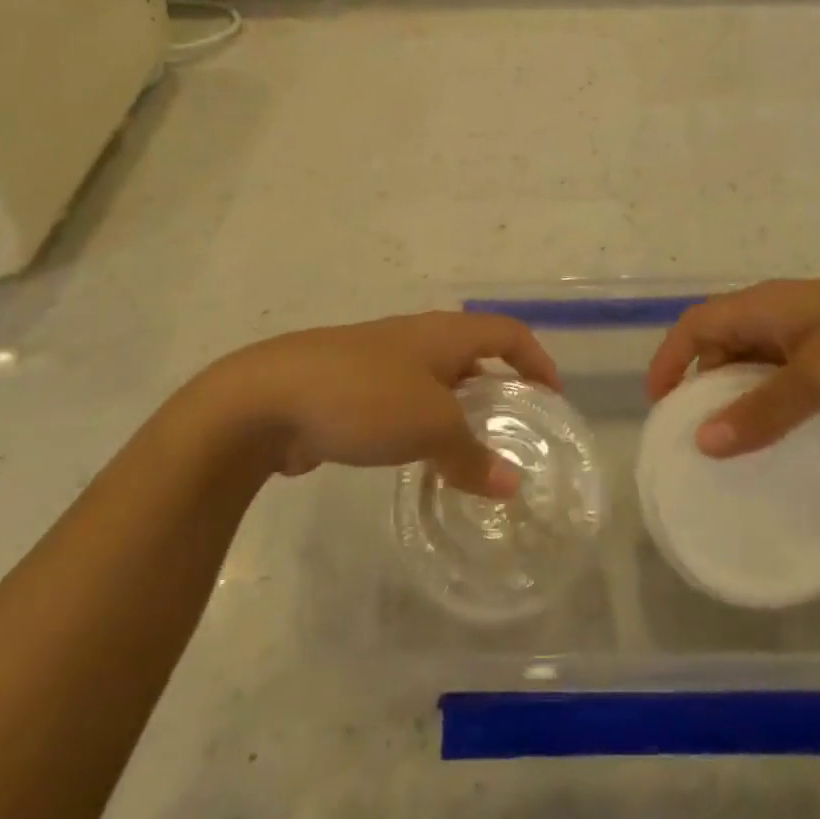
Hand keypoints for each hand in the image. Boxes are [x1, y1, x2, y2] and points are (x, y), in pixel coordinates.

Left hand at [192, 312, 560, 498]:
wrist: (267, 399)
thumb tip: (511, 485)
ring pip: (434, 381)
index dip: (536, 360)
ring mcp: (378, 361)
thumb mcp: (430, 427)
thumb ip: (473, 455)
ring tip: (471, 452)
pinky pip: (402, 403)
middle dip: (497, 387)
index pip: (507, 332)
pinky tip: (419, 460)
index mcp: (442, 333)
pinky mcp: (349, 389)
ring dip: (458, 411)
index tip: (552, 398)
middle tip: (514, 429)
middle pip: (472, 354)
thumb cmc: (363, 397)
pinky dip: (422, 426)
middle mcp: (414, 339)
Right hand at [643, 276, 819, 457]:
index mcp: (767, 305)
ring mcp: (817, 334)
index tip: (658, 406)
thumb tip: (704, 442)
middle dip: (702, 382)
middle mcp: (783, 314)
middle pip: (723, 342)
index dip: (670, 359)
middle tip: (694, 433)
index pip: (697, 324)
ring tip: (731, 441)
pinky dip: (776, 402)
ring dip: (740, 395)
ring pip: (759, 362)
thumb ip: (761, 411)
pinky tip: (782, 434)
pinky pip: (792, 377)